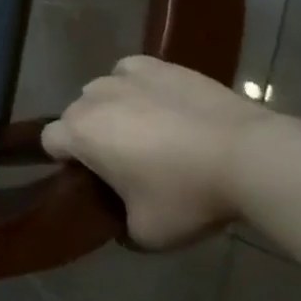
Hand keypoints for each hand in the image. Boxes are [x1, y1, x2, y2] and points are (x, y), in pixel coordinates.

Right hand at [41, 55, 271, 248]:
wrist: (250, 156)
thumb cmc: (188, 195)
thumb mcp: (149, 235)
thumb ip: (122, 229)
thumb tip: (121, 225)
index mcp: (80, 133)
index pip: (50, 142)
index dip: (66, 162)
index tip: (94, 181)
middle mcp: (92, 97)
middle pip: (76, 115)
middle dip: (91, 135)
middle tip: (127, 164)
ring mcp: (126, 76)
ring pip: (103, 92)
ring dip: (114, 110)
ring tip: (151, 134)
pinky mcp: (160, 66)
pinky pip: (132, 73)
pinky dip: (139, 87)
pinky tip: (162, 106)